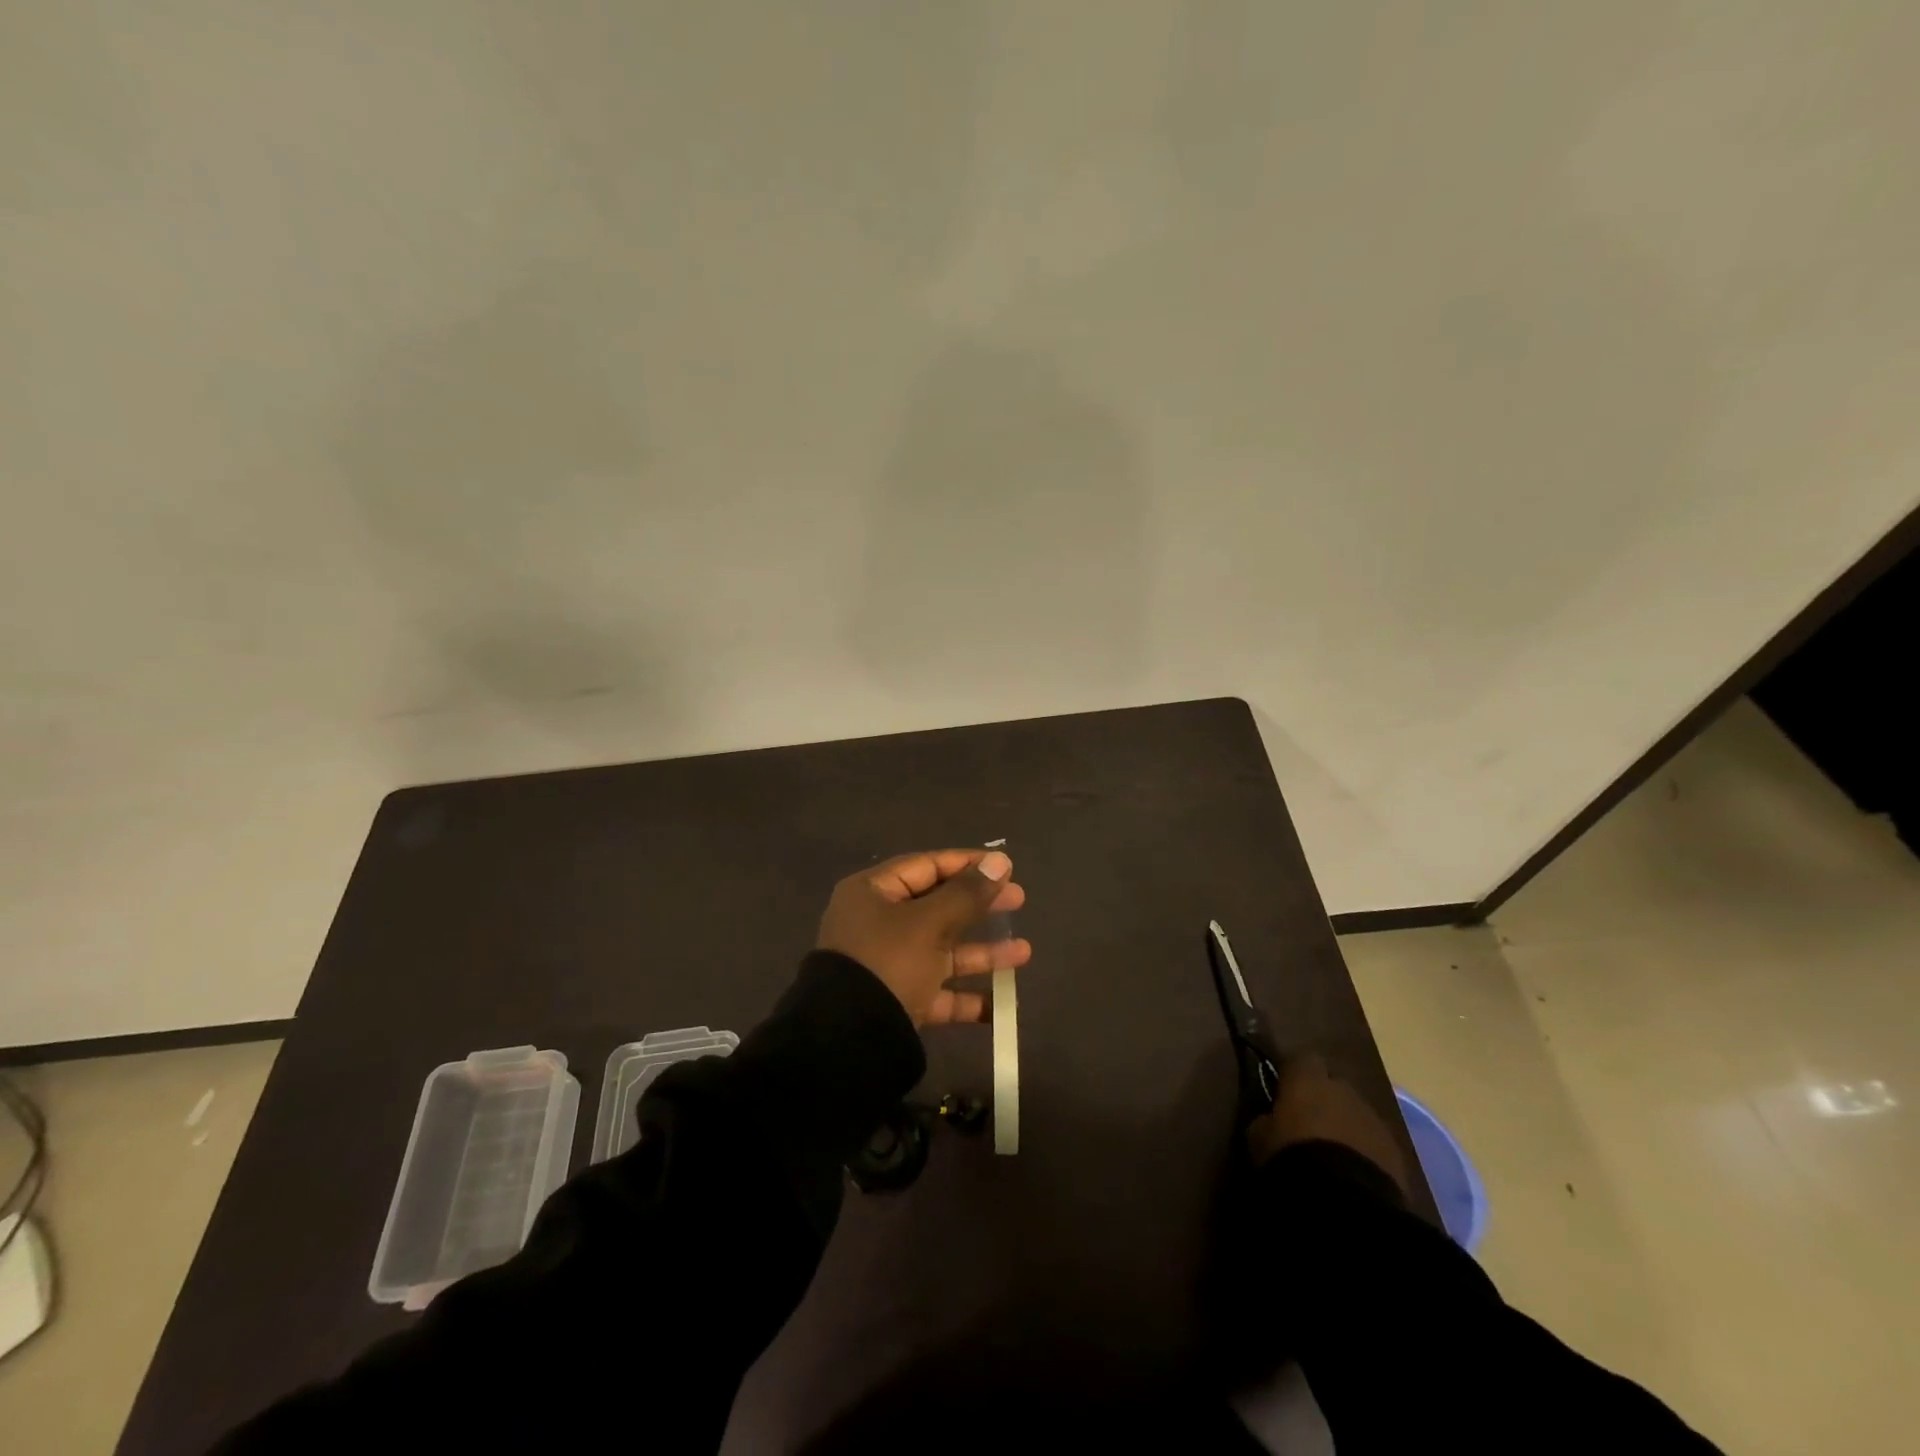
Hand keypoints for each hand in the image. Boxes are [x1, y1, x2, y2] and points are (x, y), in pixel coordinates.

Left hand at [817, 849, 1029, 1025]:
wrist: (848, 1041)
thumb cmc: (888, 962)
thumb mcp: (929, 923)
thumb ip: (966, 894)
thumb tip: (999, 861)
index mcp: (873, 893)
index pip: (926, 866)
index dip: (967, 864)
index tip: (1005, 867)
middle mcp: (878, 924)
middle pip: (937, 906)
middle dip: (980, 905)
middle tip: (1019, 900)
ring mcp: (888, 965)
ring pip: (942, 951)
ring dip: (982, 952)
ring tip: (1025, 951)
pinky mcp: (898, 1002)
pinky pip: (938, 992)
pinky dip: (966, 997)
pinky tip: (1000, 1004)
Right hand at [1246, 1053, 1408, 1191]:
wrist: (1345, 1200)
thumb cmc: (1292, 1157)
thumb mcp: (1259, 1137)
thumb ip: (1265, 1120)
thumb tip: (1269, 1118)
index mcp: (1308, 1079)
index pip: (1301, 1060)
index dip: (1294, 1075)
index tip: (1284, 1092)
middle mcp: (1343, 1090)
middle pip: (1333, 1086)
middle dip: (1323, 1101)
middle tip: (1308, 1126)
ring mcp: (1374, 1119)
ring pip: (1356, 1114)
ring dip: (1345, 1127)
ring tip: (1332, 1156)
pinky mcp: (1396, 1151)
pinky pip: (1374, 1142)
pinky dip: (1364, 1151)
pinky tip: (1353, 1175)